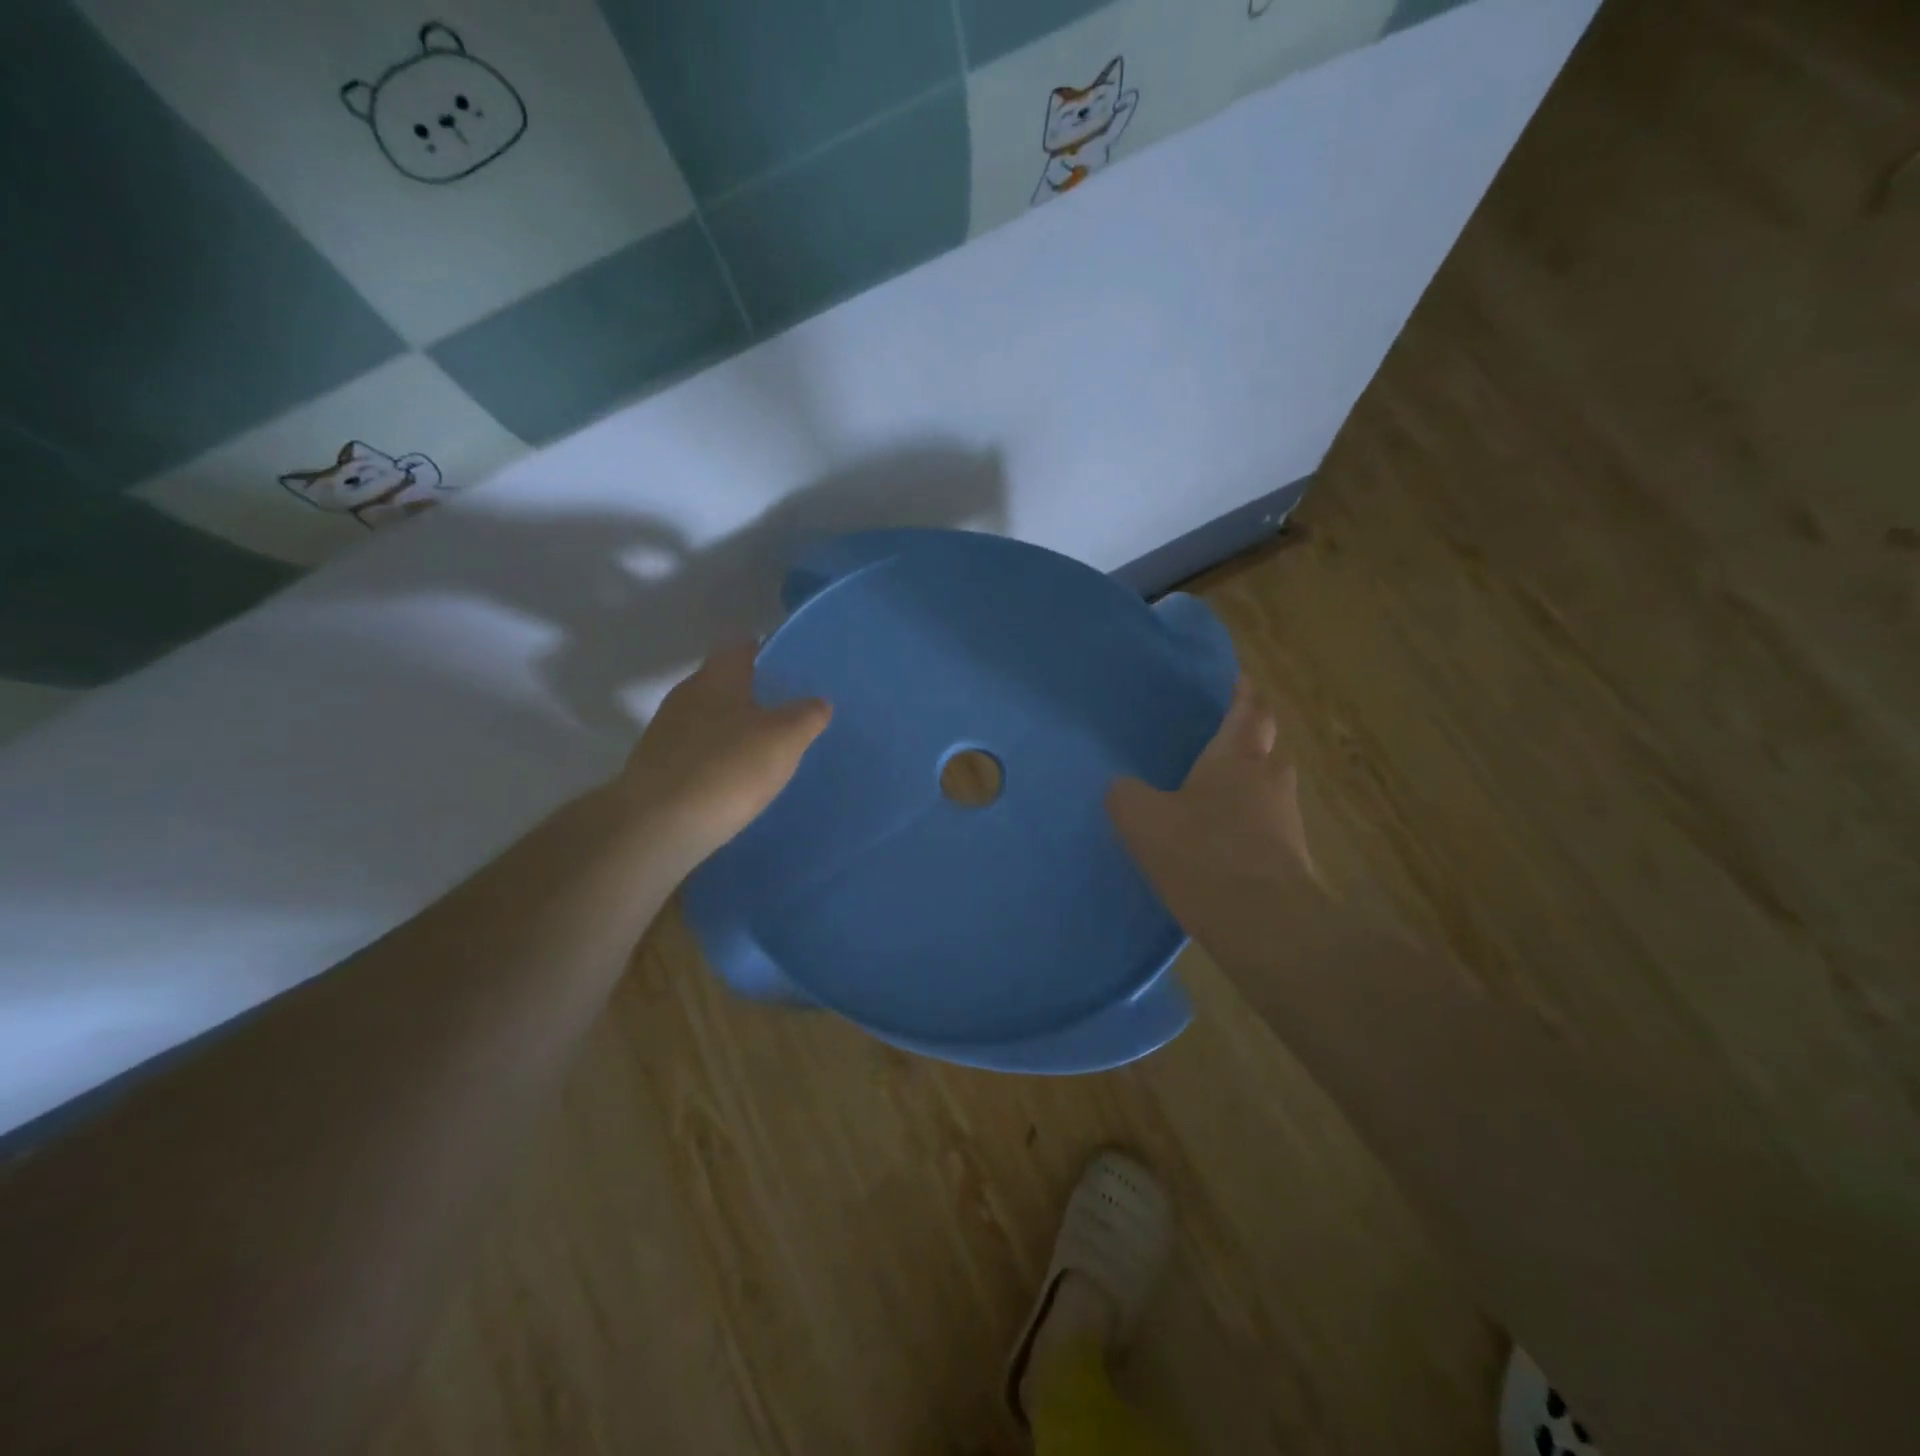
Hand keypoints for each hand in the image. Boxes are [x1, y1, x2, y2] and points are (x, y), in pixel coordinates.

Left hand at [617, 643, 830, 868]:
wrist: (658, 827)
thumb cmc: (728, 769)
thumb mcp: (784, 739)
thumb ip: (806, 716)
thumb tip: (818, 703)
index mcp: (716, 678)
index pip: (741, 648)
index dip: (766, 654)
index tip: (789, 670)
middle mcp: (686, 696)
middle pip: (723, 684)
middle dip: (751, 695)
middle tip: (785, 713)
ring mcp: (665, 733)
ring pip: (708, 719)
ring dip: (732, 730)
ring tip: (765, 750)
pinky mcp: (656, 768)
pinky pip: (696, 752)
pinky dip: (716, 759)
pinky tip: (735, 781)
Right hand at [1107, 679, 1319, 963]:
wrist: (1264, 923)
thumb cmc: (1202, 854)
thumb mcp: (1142, 819)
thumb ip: (1125, 795)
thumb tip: (1123, 787)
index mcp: (1237, 756)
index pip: (1249, 709)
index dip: (1244, 692)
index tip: (1240, 679)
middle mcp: (1269, 778)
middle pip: (1265, 746)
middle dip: (1248, 738)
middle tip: (1218, 740)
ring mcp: (1285, 819)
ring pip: (1267, 787)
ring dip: (1246, 783)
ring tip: (1211, 792)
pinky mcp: (1289, 856)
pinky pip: (1265, 824)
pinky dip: (1246, 821)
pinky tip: (1218, 840)